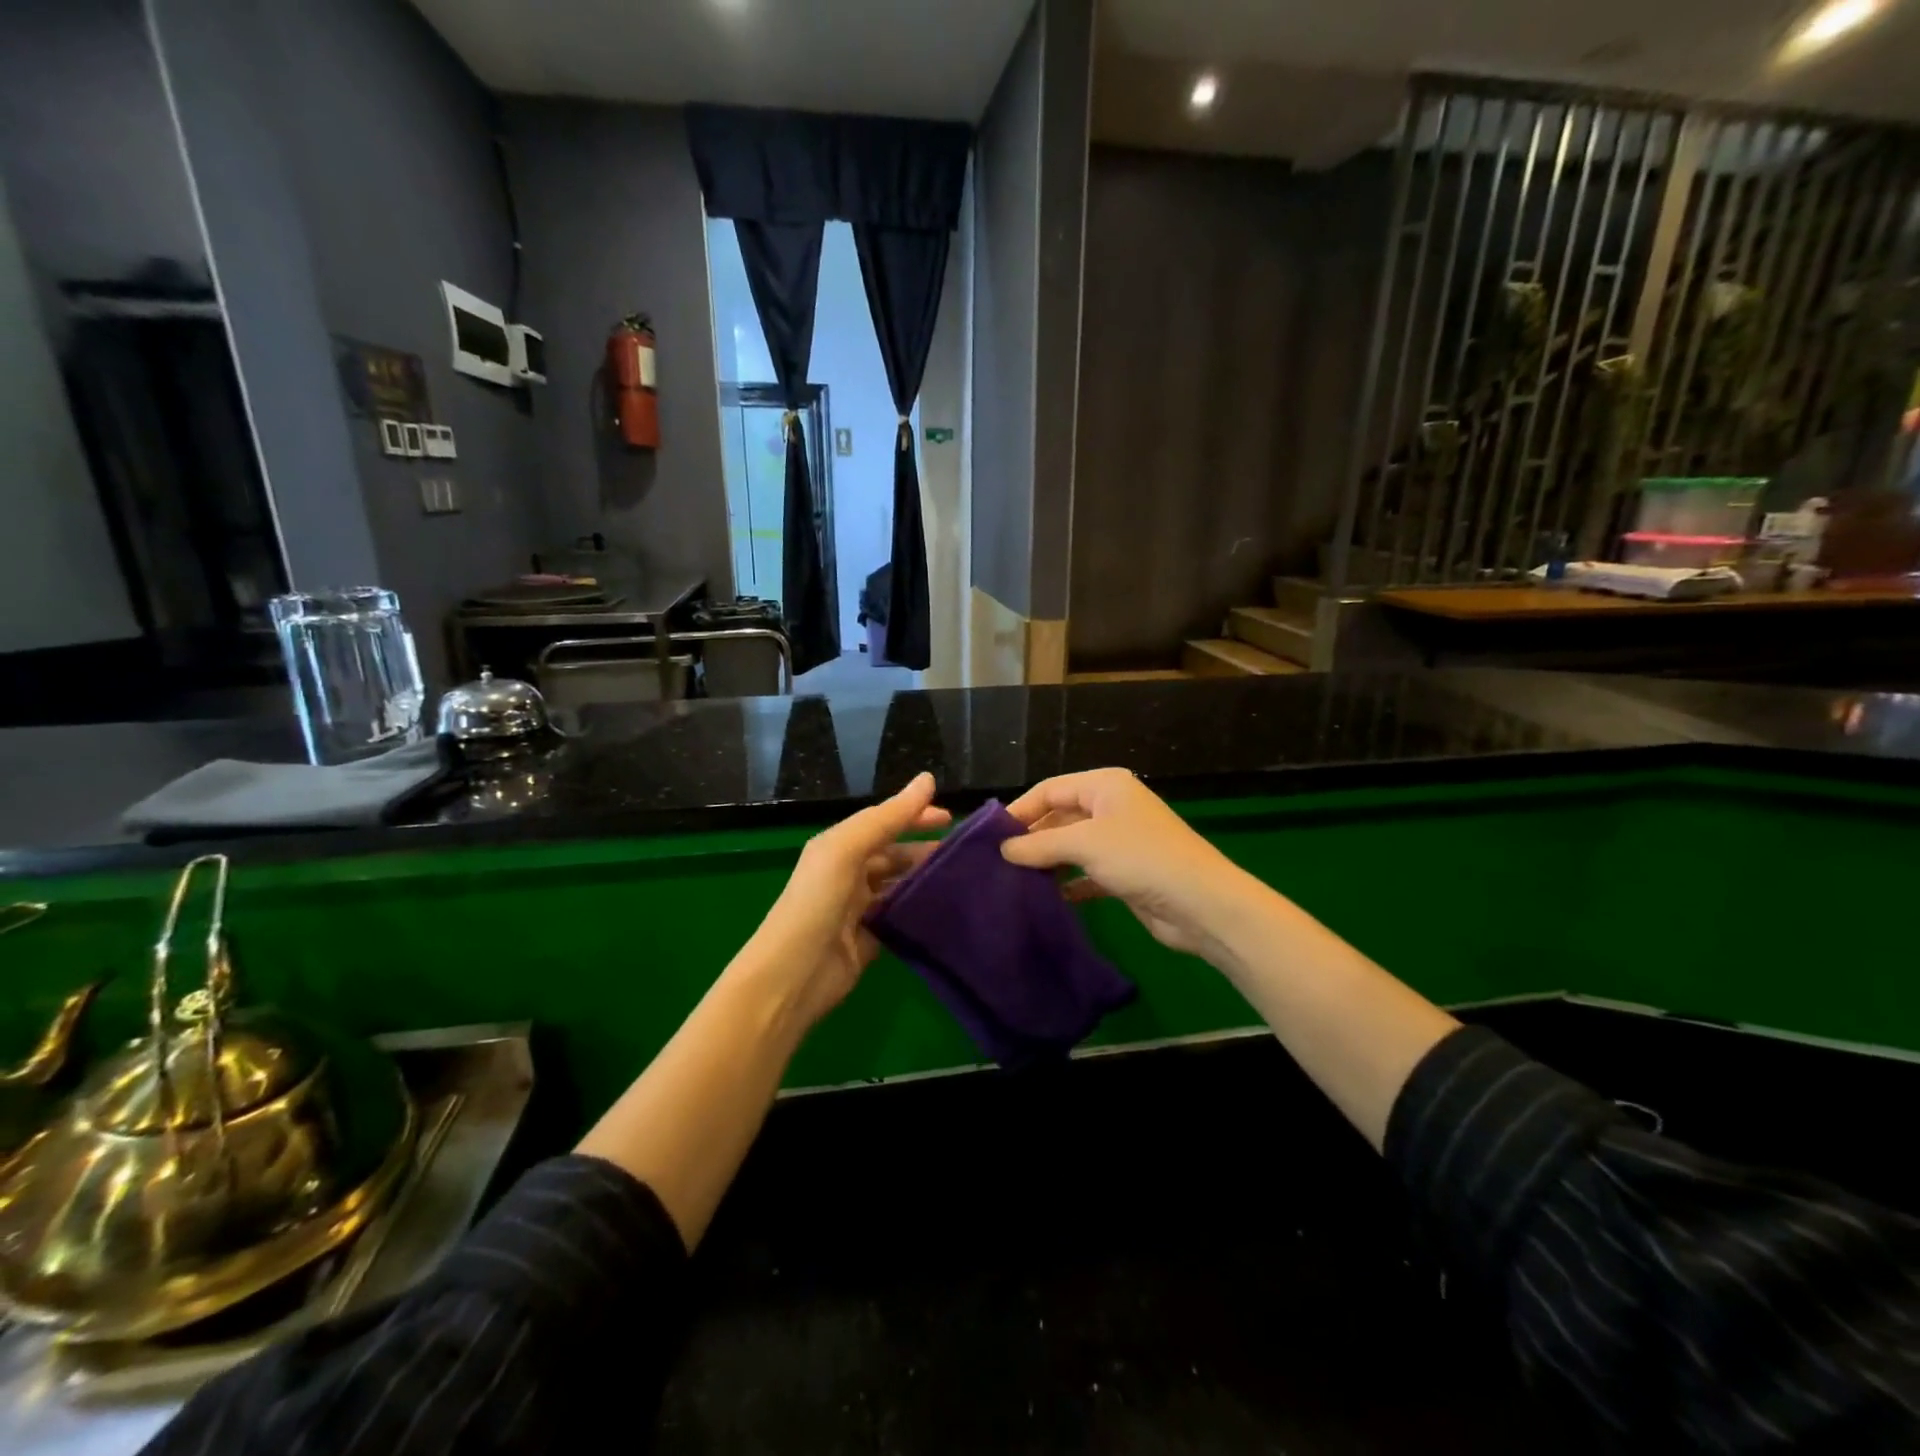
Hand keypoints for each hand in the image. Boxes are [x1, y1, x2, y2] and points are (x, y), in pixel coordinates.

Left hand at [735, 772, 949, 1029]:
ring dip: (926, 880)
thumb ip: (888, 817)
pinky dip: (920, 911)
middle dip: (925, 850)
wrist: (792, 975)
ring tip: (964, 879)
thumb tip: (928, 779)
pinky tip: (947, 909)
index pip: (883, 822)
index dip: (915, 815)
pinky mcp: (870, 940)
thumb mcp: (847, 850)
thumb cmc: (816, 903)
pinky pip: (900, 918)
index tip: (952, 817)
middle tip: (965, 853)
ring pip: (900, 886)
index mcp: (839, 846)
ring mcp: (859, 908)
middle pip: (894, 854)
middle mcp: (848, 873)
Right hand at [1000, 769, 1252, 959]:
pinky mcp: (1125, 874)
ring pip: (1071, 846)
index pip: (1050, 789)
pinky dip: (1068, 883)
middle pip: (1059, 816)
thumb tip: (1003, 849)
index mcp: (1104, 786)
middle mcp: (1111, 808)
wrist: (1200, 904)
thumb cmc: (1140, 858)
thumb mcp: (1084, 844)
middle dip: (1032, 838)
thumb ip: (1039, 845)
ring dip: (1047, 861)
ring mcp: (1119, 842)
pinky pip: (1086, 873)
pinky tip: (1048, 897)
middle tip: (997, 861)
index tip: (990, 836)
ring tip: (1014, 879)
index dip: (1020, 810)